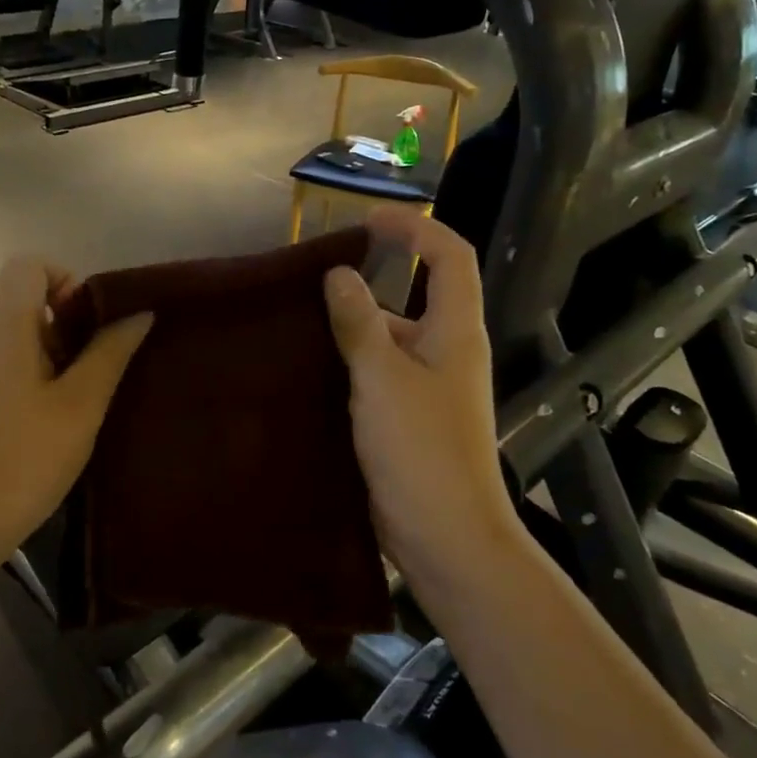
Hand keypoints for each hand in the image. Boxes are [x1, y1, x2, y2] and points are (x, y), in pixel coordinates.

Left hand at [0, 258, 152, 568]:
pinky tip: (53, 428)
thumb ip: (110, 353)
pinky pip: (4, 372)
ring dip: (55, 358)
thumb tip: (138, 313)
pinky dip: (34, 382)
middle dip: (69, 325)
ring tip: (83, 404)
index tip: (91, 322)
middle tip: (100, 369)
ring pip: (17, 341)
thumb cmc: (21, 459)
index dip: (65, 278)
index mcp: (4, 327)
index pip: (28, 265)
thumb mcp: (80, 406)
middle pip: (25, 303)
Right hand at [322, 207, 519, 589]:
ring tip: (301, 315)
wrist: (445, 536)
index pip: (449, 255)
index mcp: (455, 330)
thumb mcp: (381, 378)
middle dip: (374, 273)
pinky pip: (380, 368)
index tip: (366, 220)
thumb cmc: (420, 449)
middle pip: (418, 290)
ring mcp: (429, 385)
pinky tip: (311, 363)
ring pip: (392, 333)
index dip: (414, 227)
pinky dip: (351, 357)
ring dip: (355, 319)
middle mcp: (447, 349)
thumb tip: (339, 273)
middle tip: (317, 272)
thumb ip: (358, 323)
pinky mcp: (409, 414)